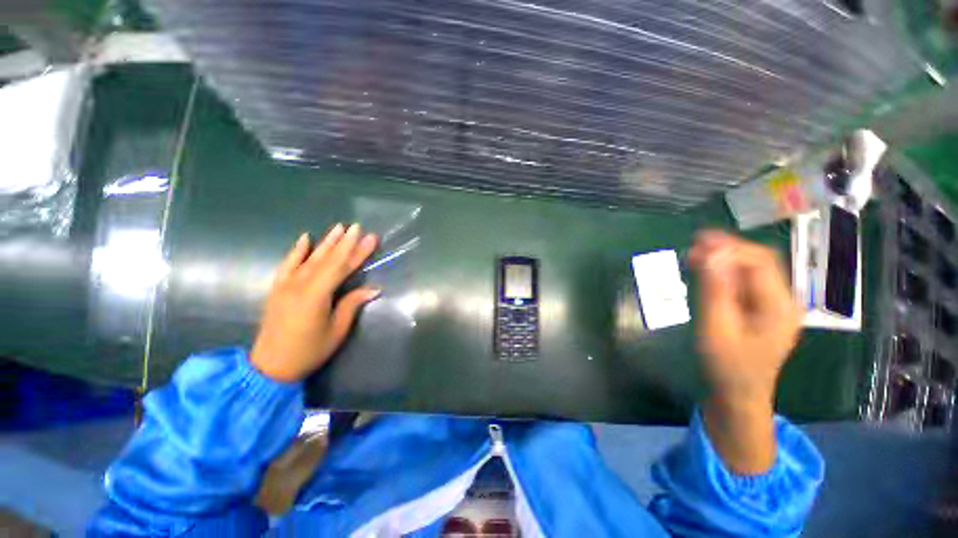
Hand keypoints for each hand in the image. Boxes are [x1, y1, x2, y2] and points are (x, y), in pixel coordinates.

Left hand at [250, 224, 379, 382]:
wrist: (270, 366)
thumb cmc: (310, 350)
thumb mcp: (337, 329)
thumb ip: (352, 304)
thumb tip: (374, 288)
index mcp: (316, 295)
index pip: (342, 267)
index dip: (358, 252)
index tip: (370, 238)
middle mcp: (300, 284)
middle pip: (327, 259)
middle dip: (344, 242)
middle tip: (357, 226)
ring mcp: (286, 284)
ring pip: (309, 258)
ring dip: (326, 242)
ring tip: (338, 227)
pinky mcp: (277, 288)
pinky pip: (287, 264)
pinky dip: (297, 250)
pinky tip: (305, 238)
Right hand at [689, 230, 802, 473]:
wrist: (738, 396)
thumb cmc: (727, 366)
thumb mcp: (717, 328)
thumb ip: (716, 290)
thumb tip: (711, 254)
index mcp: (779, 306)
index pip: (759, 262)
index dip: (729, 246)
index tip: (697, 240)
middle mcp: (784, 301)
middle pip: (760, 262)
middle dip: (728, 249)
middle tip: (694, 246)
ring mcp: (775, 306)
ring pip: (752, 270)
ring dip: (725, 259)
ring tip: (695, 256)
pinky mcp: (762, 311)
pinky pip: (746, 283)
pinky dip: (725, 272)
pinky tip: (707, 272)